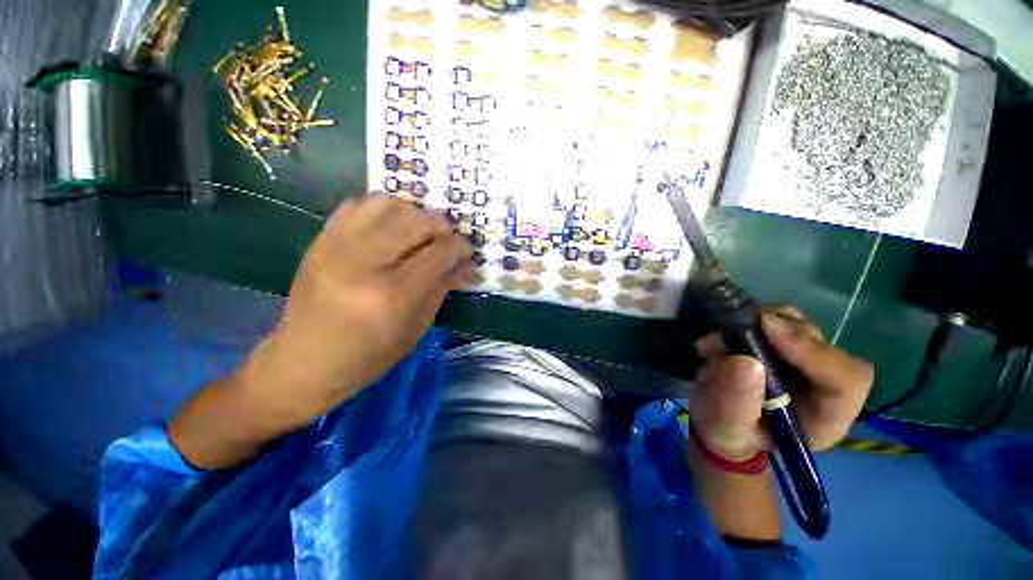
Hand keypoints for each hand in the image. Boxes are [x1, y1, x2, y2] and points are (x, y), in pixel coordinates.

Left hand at [237, 196, 472, 431]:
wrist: (304, 361)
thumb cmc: (368, 356)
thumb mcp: (416, 328)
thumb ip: (442, 289)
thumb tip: (465, 264)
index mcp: (393, 295)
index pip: (439, 252)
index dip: (460, 247)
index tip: (467, 251)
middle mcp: (365, 263)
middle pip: (415, 221)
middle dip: (441, 225)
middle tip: (447, 239)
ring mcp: (337, 247)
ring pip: (387, 205)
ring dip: (413, 212)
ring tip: (420, 229)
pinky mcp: (320, 241)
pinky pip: (356, 205)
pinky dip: (381, 208)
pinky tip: (390, 225)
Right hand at [689, 306, 873, 460]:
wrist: (719, 419)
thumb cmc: (728, 432)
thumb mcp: (727, 427)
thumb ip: (736, 402)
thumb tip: (745, 362)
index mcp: (825, 416)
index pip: (846, 379)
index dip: (813, 352)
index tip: (768, 331)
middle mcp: (823, 383)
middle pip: (822, 344)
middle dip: (780, 331)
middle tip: (737, 328)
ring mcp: (803, 360)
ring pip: (800, 325)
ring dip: (764, 321)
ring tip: (726, 334)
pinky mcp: (782, 344)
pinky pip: (776, 318)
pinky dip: (750, 318)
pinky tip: (725, 333)